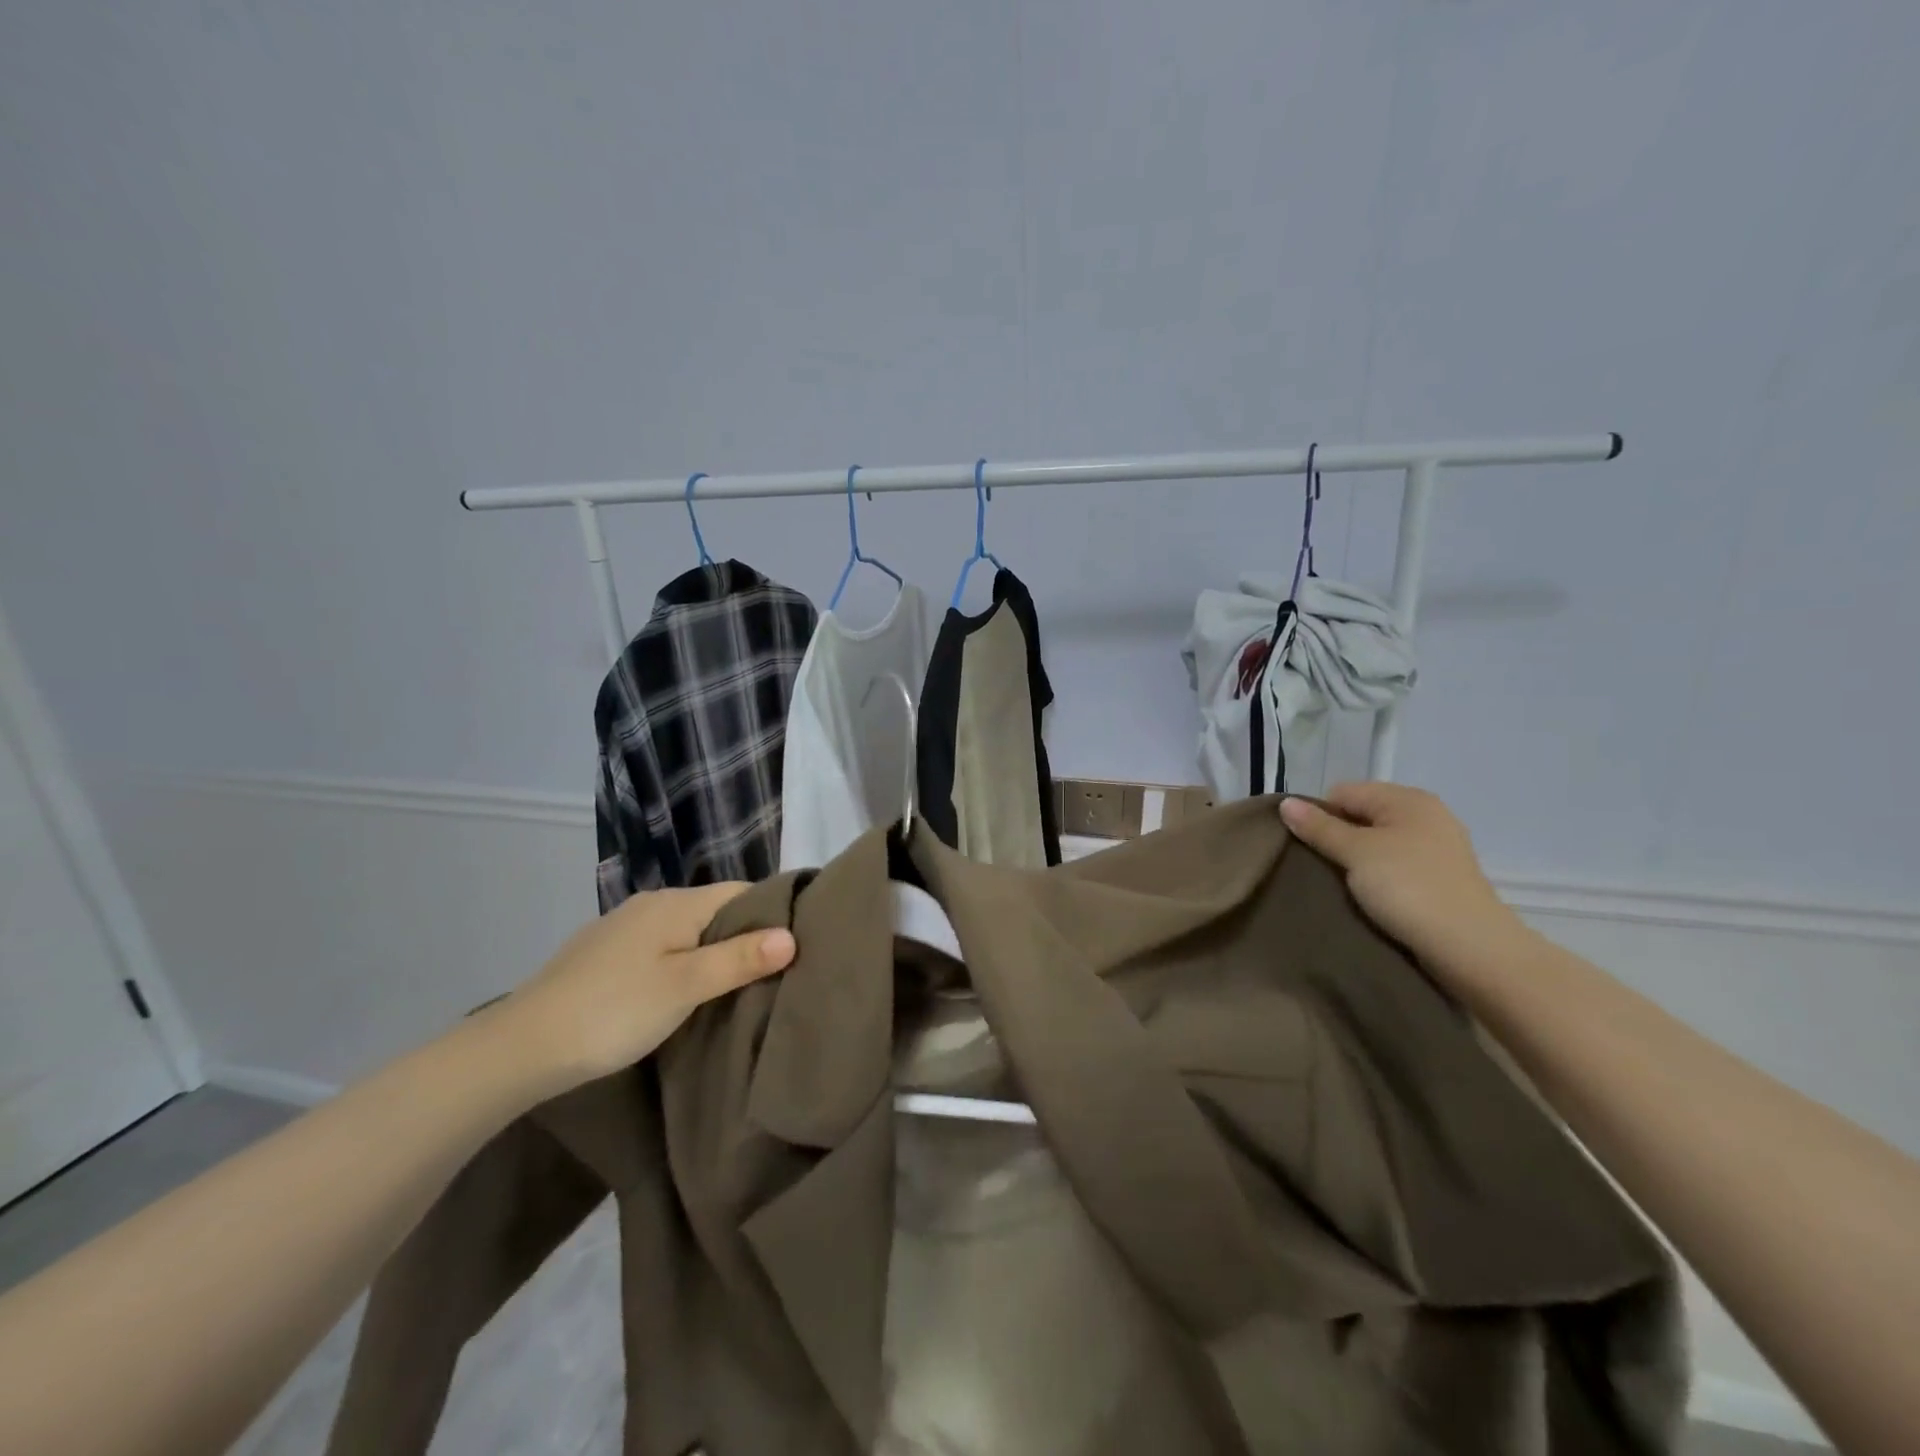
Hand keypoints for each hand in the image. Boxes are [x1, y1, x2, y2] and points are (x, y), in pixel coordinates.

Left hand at [484, 884, 795, 1094]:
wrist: (519, 1047)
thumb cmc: (614, 1011)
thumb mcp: (686, 987)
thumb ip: (739, 958)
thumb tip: (792, 934)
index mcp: (676, 903)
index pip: (741, 892)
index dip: (770, 913)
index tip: (795, 946)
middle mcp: (651, 904)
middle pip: (713, 910)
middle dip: (742, 936)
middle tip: (770, 973)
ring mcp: (622, 927)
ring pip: (684, 930)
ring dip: (708, 952)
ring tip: (730, 987)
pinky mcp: (601, 953)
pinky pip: (658, 947)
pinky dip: (677, 962)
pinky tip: (677, 992)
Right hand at [1280, 783, 1527, 980]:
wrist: (1470, 948)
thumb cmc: (1408, 888)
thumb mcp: (1356, 853)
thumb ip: (1319, 827)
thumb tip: (1285, 803)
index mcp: (1407, 799)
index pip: (1343, 792)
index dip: (1319, 815)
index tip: (1309, 847)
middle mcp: (1426, 815)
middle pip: (1361, 816)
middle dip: (1337, 838)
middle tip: (1322, 866)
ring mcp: (1437, 847)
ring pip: (1377, 843)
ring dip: (1356, 860)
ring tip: (1341, 884)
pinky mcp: (1440, 878)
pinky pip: (1395, 865)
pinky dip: (1378, 876)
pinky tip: (1369, 896)